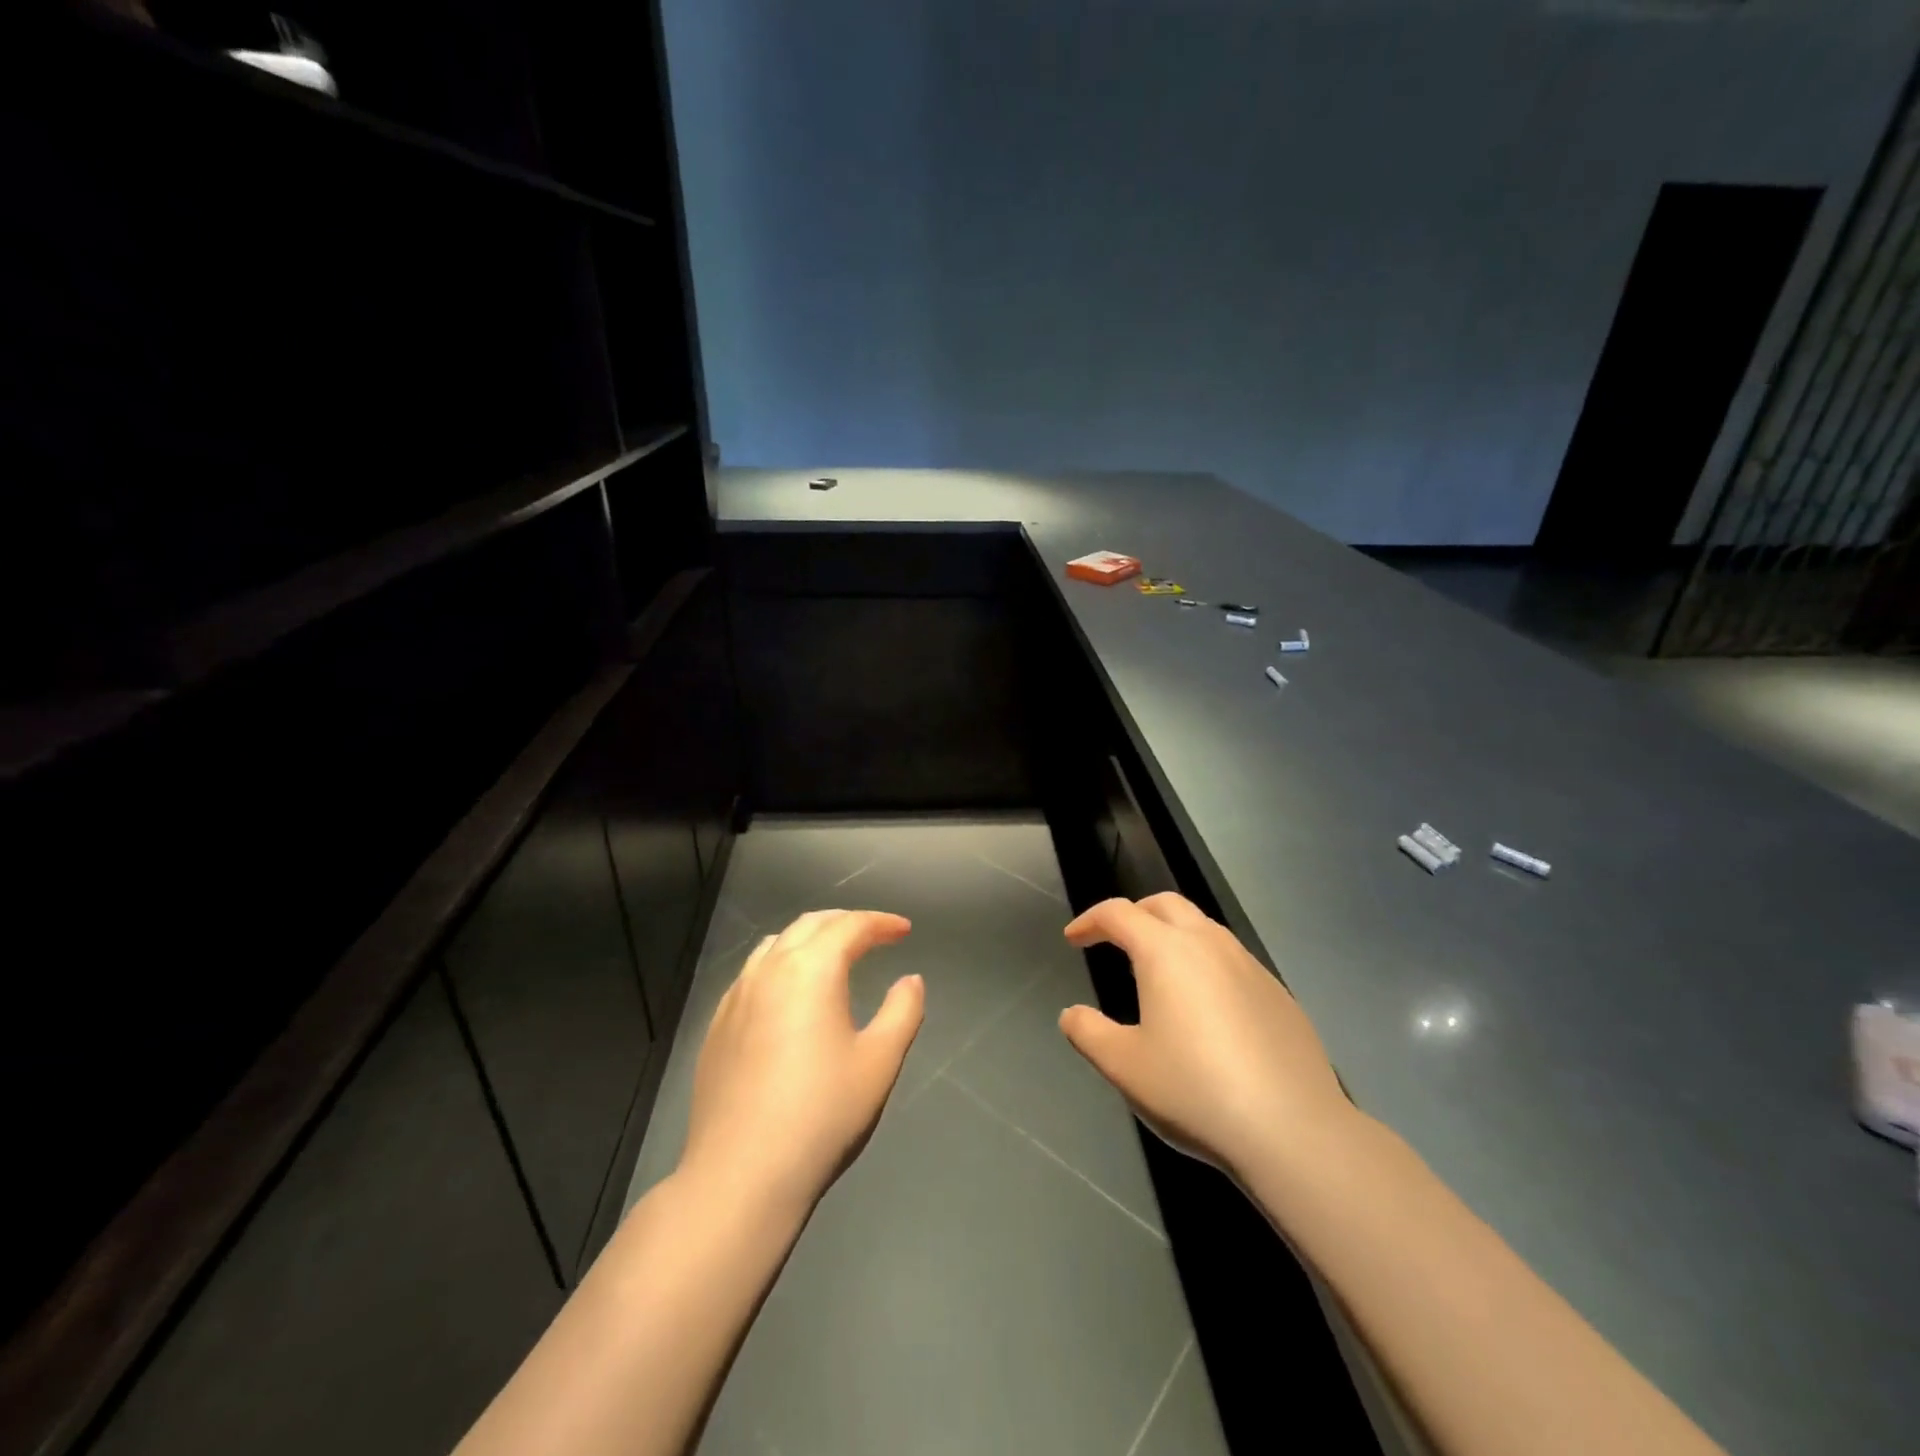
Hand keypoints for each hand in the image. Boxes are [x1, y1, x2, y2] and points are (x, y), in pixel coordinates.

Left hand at [679, 910, 923, 1216]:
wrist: (741, 1175)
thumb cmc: (822, 1114)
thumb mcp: (879, 1062)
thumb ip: (902, 1011)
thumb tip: (910, 980)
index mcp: (811, 970)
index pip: (850, 926)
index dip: (881, 922)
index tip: (904, 931)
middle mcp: (769, 970)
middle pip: (809, 925)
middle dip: (845, 922)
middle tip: (874, 935)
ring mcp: (736, 997)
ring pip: (775, 944)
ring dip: (809, 939)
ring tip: (832, 956)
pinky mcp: (716, 1026)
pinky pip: (752, 973)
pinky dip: (780, 964)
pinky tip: (789, 995)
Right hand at [1059, 893, 1357, 1186]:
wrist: (1293, 1131)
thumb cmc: (1194, 1091)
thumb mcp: (1123, 1066)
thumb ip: (1088, 1032)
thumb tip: (1071, 1014)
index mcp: (1165, 951)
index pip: (1119, 913)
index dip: (1090, 920)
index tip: (1074, 939)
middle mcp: (1209, 944)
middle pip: (1165, 905)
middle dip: (1135, 913)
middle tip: (1116, 940)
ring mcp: (1250, 966)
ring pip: (1204, 928)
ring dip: (1173, 935)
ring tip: (1159, 973)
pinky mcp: (1279, 994)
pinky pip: (1233, 960)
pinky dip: (1206, 964)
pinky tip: (1207, 1009)